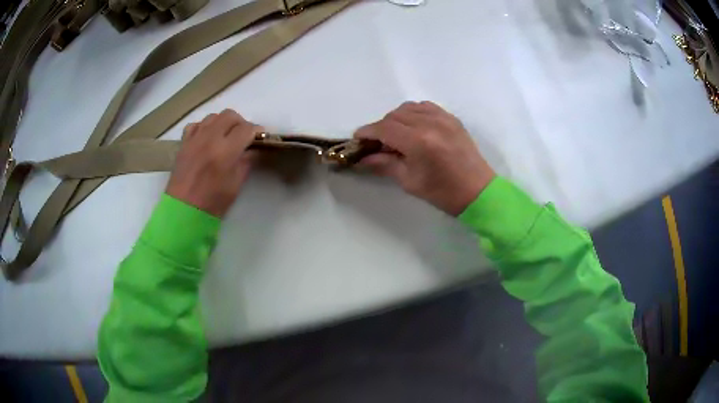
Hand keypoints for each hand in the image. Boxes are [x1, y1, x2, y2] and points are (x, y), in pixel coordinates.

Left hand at [166, 109, 261, 216]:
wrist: (183, 211)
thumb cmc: (212, 203)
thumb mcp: (236, 184)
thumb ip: (246, 162)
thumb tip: (254, 148)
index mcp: (225, 151)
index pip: (246, 129)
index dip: (256, 131)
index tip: (259, 138)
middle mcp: (210, 138)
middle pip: (230, 115)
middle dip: (240, 123)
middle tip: (243, 136)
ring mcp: (194, 138)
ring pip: (213, 116)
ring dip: (223, 123)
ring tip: (225, 136)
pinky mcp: (184, 142)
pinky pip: (196, 124)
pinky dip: (205, 127)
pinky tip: (207, 139)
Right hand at [354, 101, 494, 215]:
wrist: (478, 192)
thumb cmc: (443, 192)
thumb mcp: (409, 181)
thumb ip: (384, 164)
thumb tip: (362, 158)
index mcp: (419, 141)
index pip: (384, 128)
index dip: (367, 132)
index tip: (357, 139)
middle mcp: (430, 123)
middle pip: (394, 116)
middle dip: (381, 127)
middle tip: (377, 143)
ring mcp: (443, 118)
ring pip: (408, 107)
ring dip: (396, 118)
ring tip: (395, 135)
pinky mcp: (451, 118)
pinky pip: (425, 106)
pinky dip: (413, 113)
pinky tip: (413, 126)